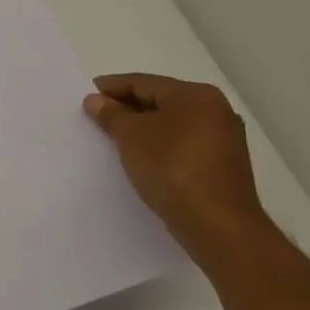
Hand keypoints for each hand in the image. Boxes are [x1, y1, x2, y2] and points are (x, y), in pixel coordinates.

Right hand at [84, 73, 272, 269]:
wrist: (218, 227)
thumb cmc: (172, 169)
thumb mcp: (131, 136)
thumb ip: (111, 114)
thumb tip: (96, 100)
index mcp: (195, 95)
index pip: (143, 82)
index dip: (111, 87)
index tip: (86, 96)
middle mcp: (215, 110)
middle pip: (159, 101)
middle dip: (126, 108)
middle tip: (96, 117)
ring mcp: (223, 139)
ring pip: (171, 124)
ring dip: (143, 129)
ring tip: (114, 139)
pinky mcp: (222, 165)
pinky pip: (182, 144)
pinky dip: (159, 145)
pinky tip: (141, 158)